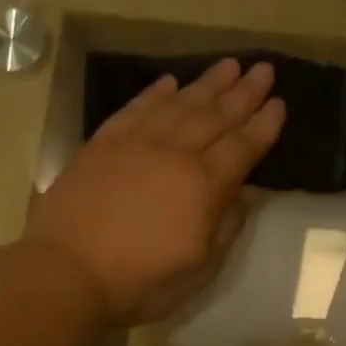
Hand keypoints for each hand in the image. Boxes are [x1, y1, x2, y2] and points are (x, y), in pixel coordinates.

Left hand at [26, 58, 285, 324]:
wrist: (65, 272)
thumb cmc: (139, 281)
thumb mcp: (198, 269)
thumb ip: (225, 227)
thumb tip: (241, 194)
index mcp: (202, 186)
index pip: (242, 148)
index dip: (263, 126)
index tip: (280, 103)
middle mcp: (174, 153)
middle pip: (215, 116)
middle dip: (243, 93)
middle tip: (263, 69)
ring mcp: (136, 143)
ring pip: (179, 104)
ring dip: (207, 83)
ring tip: (229, 65)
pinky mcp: (103, 143)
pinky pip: (137, 108)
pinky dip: (156, 93)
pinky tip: (170, 82)